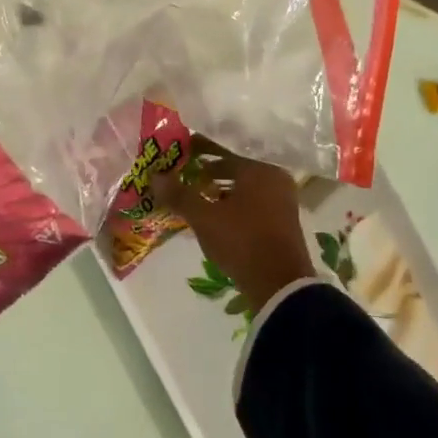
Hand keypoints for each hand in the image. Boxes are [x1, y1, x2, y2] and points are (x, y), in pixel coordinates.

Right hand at [151, 139, 315, 315]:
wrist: (279, 285)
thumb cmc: (241, 240)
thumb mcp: (204, 217)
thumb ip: (179, 194)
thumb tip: (155, 176)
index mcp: (260, 171)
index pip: (222, 153)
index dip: (197, 154)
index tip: (177, 156)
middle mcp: (275, 180)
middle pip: (234, 170)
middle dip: (207, 174)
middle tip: (181, 177)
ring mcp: (282, 202)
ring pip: (243, 189)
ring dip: (219, 192)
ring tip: (193, 198)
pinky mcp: (282, 222)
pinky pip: (251, 204)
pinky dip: (232, 205)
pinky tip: (213, 216)